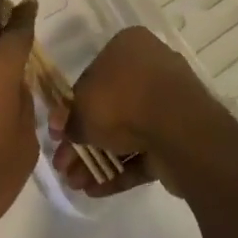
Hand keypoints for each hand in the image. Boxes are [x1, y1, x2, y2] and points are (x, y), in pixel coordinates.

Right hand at [51, 26, 216, 198]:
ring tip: (75, 184)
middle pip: (109, 107)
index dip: (73, 108)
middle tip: (63, 166)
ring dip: (99, 159)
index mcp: (129, 47)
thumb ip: (68, 119)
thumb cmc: (123, 101)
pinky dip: (121, 170)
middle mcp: (150, 69)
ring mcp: (168, 105)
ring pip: (126, 133)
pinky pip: (144, 152)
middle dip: (85, 141)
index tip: (60, 134)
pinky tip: (95, 190)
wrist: (178, 129)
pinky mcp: (178, 137)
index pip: (93, 76)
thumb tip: (59, 128)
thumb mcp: (83, 108)